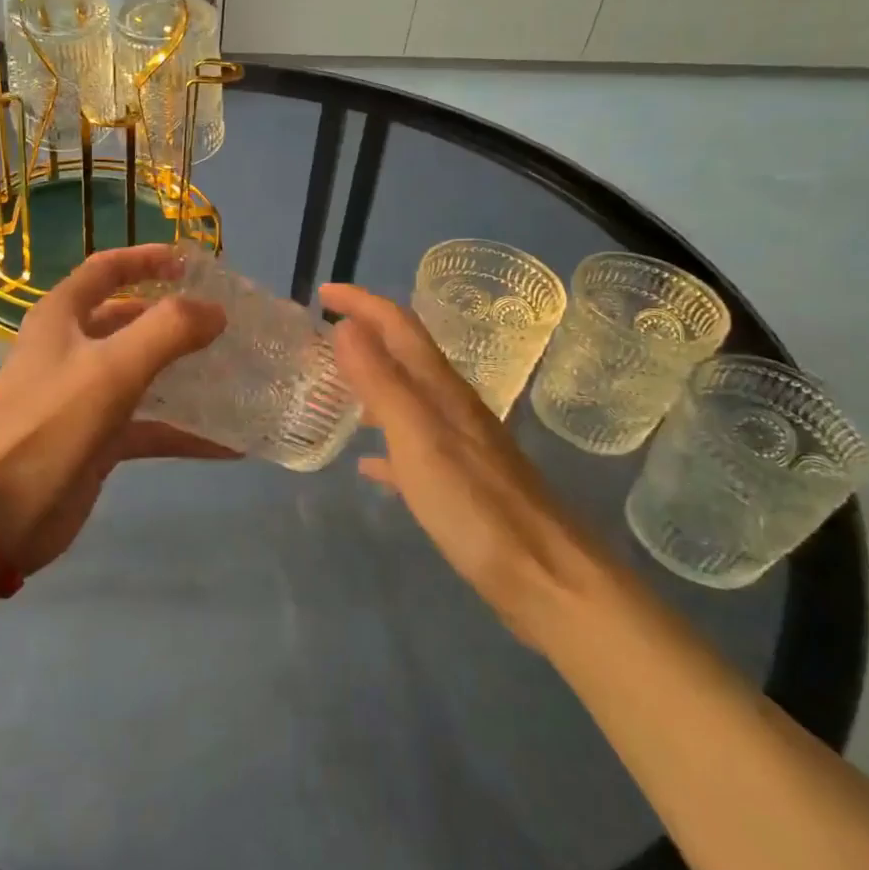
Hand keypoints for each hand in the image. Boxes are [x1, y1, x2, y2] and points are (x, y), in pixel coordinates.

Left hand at [0, 244, 230, 574]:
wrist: (0, 514)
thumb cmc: (51, 426)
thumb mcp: (112, 369)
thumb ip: (168, 331)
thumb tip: (215, 311)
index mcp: (62, 317)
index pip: (107, 269)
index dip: (148, 259)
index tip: (195, 264)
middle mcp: (71, 349)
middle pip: (129, 320)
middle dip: (174, 319)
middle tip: (225, 323)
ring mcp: (83, 396)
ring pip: (142, 373)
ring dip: (184, 374)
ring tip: (235, 374)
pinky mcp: (97, 438)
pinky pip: (148, 425)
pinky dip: (182, 431)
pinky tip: (227, 443)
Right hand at [321, 282, 600, 645]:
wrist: (547, 578)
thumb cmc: (475, 506)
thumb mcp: (418, 439)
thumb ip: (382, 382)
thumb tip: (347, 325)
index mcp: (441, 390)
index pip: (398, 325)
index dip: (361, 302)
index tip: (323, 291)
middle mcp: (452, 407)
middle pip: (404, 355)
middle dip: (365, 335)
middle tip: (321, 336)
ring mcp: (459, 445)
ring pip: (407, 398)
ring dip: (372, 383)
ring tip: (334, 388)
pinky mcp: (461, 482)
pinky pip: (413, 448)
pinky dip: (386, 442)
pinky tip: (368, 464)